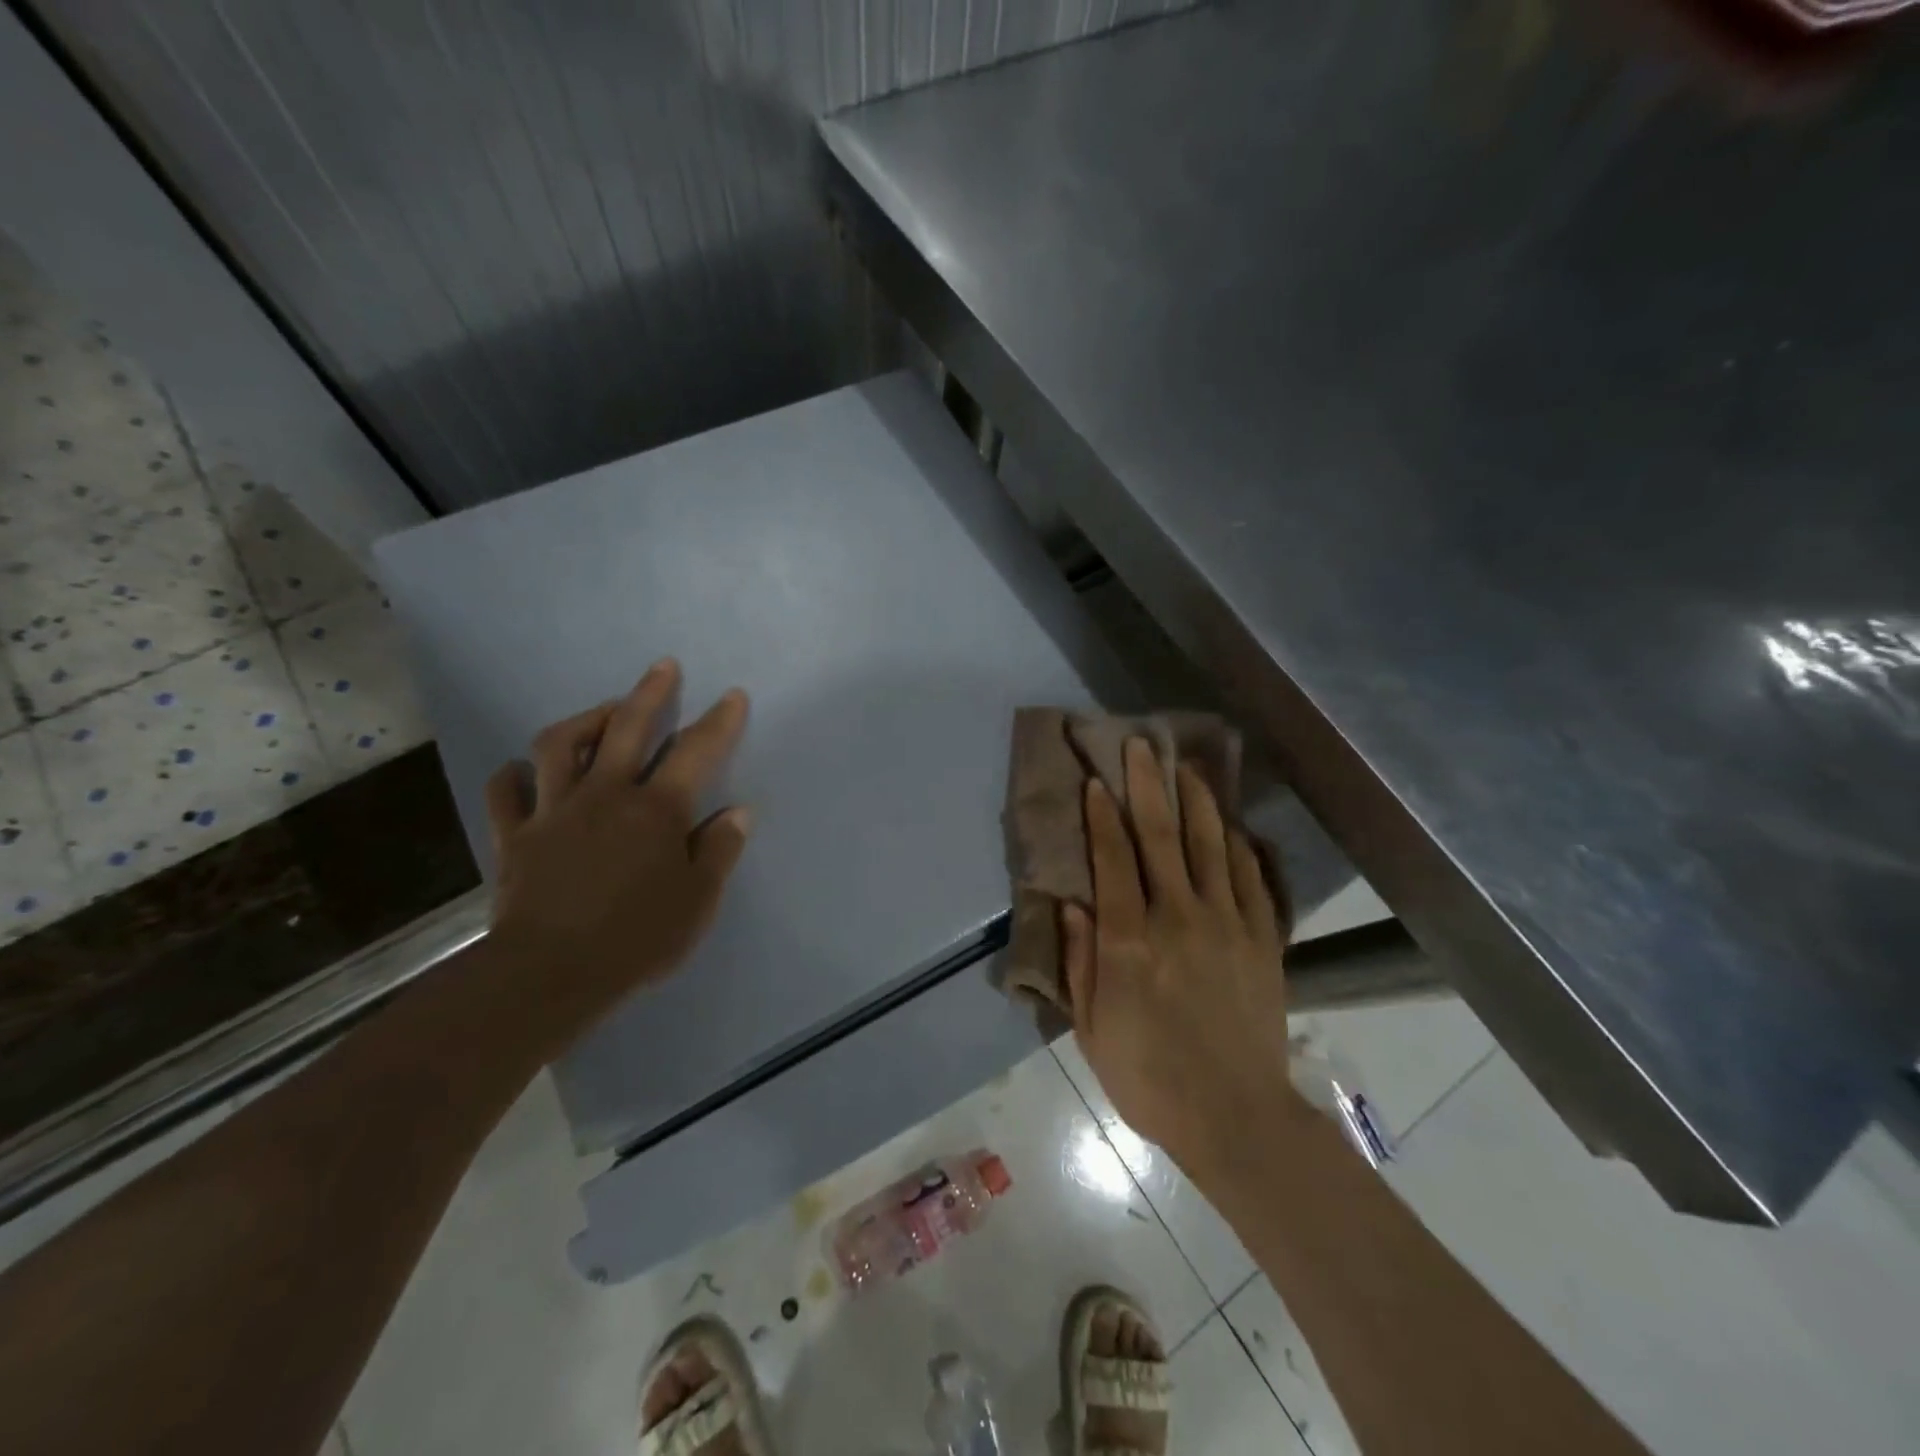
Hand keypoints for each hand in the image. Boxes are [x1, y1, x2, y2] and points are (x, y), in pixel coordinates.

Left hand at [482, 658, 750, 1050]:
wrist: (549, 974)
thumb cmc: (636, 938)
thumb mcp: (698, 901)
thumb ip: (719, 850)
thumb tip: (738, 812)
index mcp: (656, 810)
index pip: (696, 752)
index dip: (719, 721)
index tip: (732, 696)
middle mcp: (605, 795)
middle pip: (626, 728)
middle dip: (649, 693)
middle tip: (662, 667)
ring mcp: (554, 811)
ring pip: (559, 745)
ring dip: (583, 719)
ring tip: (601, 710)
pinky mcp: (515, 836)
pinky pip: (506, 792)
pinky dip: (514, 776)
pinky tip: (522, 769)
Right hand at [1062, 738, 1302, 1172]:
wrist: (1235, 1116)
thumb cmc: (1149, 1076)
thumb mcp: (1093, 1028)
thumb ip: (1080, 961)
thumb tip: (1073, 904)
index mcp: (1130, 939)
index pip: (1113, 858)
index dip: (1102, 815)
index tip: (1096, 780)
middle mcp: (1178, 916)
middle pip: (1160, 836)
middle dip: (1146, 785)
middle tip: (1139, 745)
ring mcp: (1227, 924)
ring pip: (1210, 844)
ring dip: (1195, 800)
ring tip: (1185, 766)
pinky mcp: (1262, 939)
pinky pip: (1251, 878)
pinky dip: (1239, 845)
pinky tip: (1231, 825)